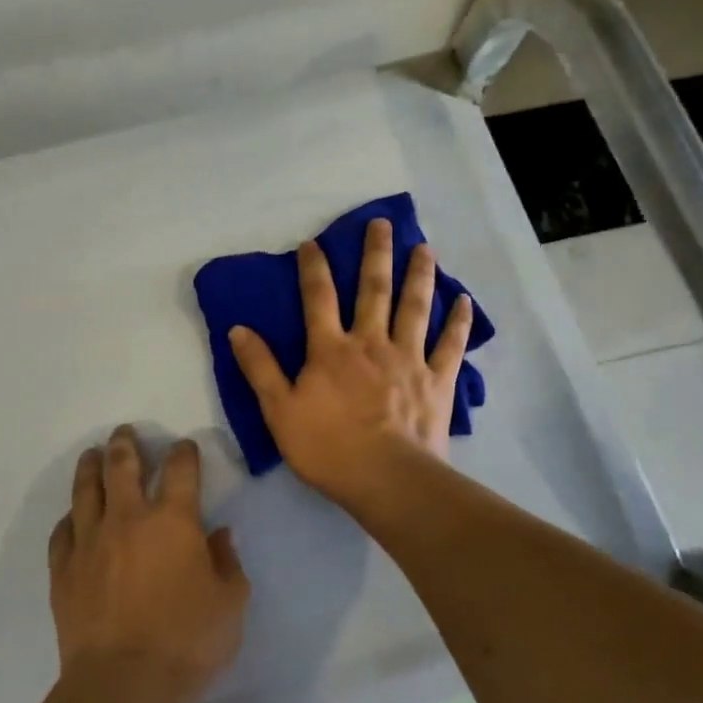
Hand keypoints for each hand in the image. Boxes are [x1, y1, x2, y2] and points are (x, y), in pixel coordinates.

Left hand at [48, 427, 249, 702]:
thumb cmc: (186, 644)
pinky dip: (69, 518)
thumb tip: (219, 535)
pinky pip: (62, 531)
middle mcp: (128, 519)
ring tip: (93, 454)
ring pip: (86, 490)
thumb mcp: (230, 604)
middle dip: (126, 444)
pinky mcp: (63, 570)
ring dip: (91, 466)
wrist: (121, 688)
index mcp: (173, 521)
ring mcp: (90, 542)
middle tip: (125, 432)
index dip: (184, 453)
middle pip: (123, 466)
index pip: (180, 470)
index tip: (184, 448)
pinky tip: (72, 517)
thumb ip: (228, 563)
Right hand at [228, 218, 473, 509]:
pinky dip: (458, 322)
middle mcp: (371, 342)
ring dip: (419, 276)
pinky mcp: (437, 380)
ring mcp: (409, 358)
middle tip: (382, 224)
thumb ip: (260, 368)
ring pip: (415, 307)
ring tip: (423, 248)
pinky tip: (464, 302)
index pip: (318, 298)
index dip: (313, 267)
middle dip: (376, 254)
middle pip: (374, 289)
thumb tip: (238, 329)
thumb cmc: (328, 447)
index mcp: (331, 349)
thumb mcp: (279, 411)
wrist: (386, 478)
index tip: (312, 242)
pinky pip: (450, 345)